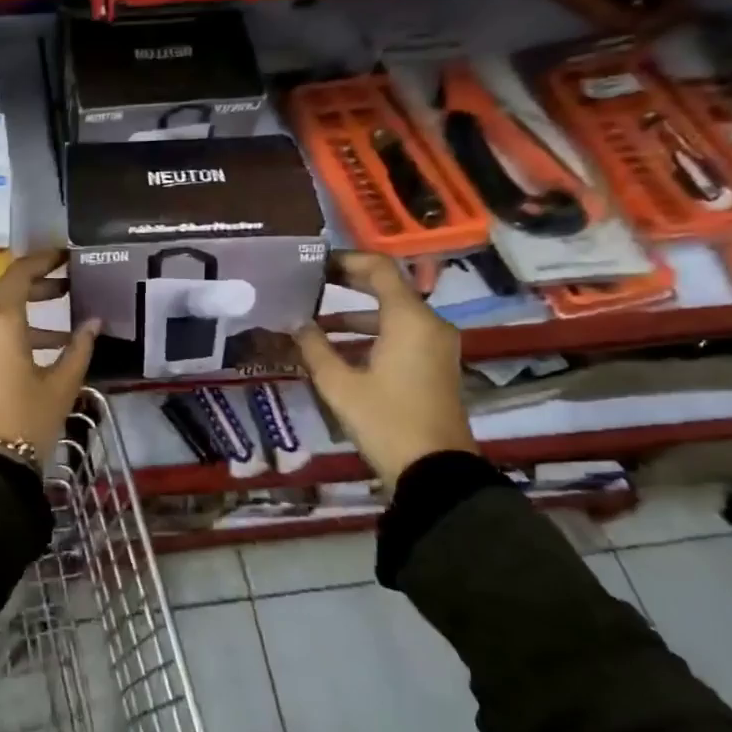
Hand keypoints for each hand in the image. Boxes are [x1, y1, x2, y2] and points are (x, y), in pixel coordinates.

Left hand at [0, 249, 99, 459]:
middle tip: (66, 288)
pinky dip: (3, 337)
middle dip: (36, 287)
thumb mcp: (61, 384)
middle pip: (4, 292)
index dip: (43, 260)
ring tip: (58, 333)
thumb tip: (94, 322)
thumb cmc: (26, 420)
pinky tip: (28, 358)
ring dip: (22, 316)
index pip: (20, 273)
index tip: (64, 256)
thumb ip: (79, 348)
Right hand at [292, 251, 474, 488]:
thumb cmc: (386, 421)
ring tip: (313, 319)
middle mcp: (428, 324)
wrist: (435, 471)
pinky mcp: (434, 365)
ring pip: (391, 314)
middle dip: (347, 284)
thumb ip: (314, 347)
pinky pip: (400, 334)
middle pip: (386, 288)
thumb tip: (295, 322)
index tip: (314, 263)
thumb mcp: (339, 384)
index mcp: (409, 319)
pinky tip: (336, 347)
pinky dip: (370, 333)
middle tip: (310, 283)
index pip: (379, 268)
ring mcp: (435, 345)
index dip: (346, 260)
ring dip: (354, 313)